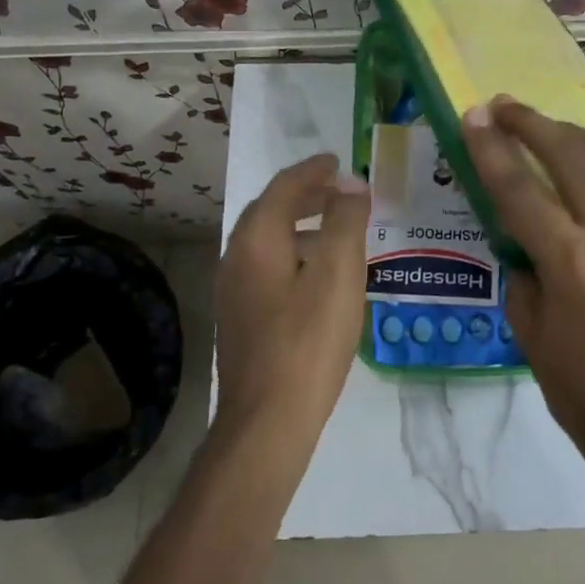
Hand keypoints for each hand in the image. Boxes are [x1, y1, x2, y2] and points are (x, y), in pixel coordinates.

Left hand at [214, 153, 371, 442]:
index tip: (338, 162)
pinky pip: (267, 268)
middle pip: (270, 212)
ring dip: (300, 226)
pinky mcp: (240, 319)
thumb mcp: (338, 275)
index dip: (313, 170)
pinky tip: (319, 279)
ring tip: (337, 232)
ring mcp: (233, 292)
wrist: (267, 421)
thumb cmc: (308, 342)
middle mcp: (236, 258)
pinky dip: (294, 255)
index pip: (283, 188)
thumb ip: (345, 222)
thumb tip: (351, 184)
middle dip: (305, 196)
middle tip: (340, 192)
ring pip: (267, 242)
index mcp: (257, 240)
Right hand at [463, 97, 584, 460]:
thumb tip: (522, 225)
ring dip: (582, 138)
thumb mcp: (525, 322)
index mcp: (569, 260)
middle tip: (507, 109)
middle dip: (531, 124)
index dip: (490, 147)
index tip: (474, 115)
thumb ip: (521, 262)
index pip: (518, 187)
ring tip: (559, 133)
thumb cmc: (574, 380)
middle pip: (569, 156)